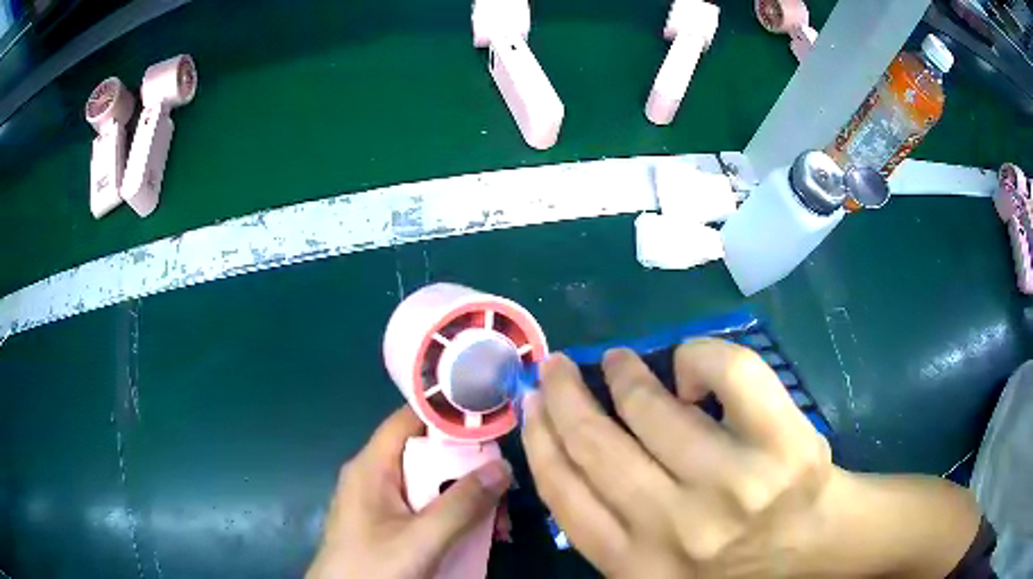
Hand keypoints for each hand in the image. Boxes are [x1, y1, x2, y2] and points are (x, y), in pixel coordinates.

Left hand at [307, 406, 511, 578]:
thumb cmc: (373, 567)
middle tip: (503, 487)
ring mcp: (379, 502)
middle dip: (468, 469)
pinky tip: (475, 536)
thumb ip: (461, 504)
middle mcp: (373, 477)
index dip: (447, 414)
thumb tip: (503, 466)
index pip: (409, 420)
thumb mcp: (421, 539)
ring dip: (464, 498)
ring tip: (498, 523)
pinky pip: (423, 507)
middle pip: (425, 455)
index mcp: (371, 467)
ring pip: (428, 484)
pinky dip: (451, 516)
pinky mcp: (385, 524)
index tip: (489, 418)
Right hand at [522, 340, 980, 577]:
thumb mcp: (654, 569)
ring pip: (656, 405)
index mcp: (636, 566)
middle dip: (566, 394)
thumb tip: (569, 451)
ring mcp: (735, 483)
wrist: (814, 549)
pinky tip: (691, 366)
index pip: (564, 492)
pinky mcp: (783, 442)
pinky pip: (730, 372)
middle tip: (559, 366)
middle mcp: (677, 529)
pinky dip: (701, 356)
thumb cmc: (731, 563)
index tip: (532, 404)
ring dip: (627, 372)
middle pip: (598, 444)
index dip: (539, 439)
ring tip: (620, 360)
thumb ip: (609, 528)